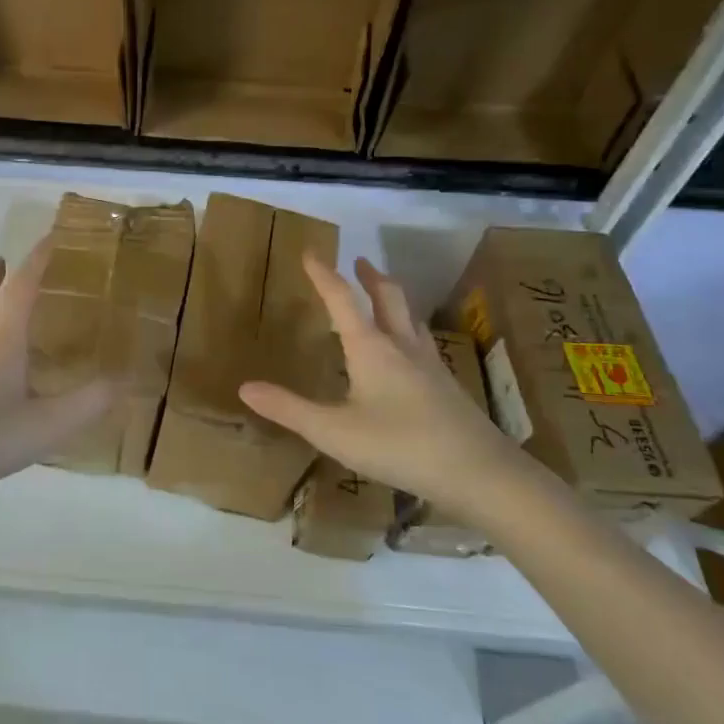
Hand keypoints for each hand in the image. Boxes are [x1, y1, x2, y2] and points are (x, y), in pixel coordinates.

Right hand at [239, 255, 543, 520]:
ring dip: (393, 299)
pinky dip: (407, 331)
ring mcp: (430, 364)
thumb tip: (245, 387)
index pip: (342, 298)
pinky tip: (408, 354)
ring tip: (383, 298)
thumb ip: (289, 408)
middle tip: (359, 262)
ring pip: (410, 318)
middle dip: (370, 276)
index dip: (324, 274)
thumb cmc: (399, 446)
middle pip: (388, 297)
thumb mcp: (334, 431)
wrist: (479, 472)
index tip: (312, 251)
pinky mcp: (447, 386)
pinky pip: (423, 343)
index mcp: (371, 348)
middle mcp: (402, 346)